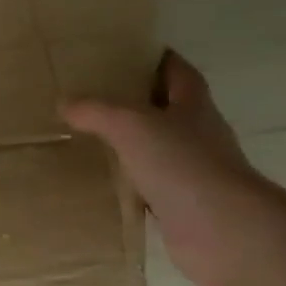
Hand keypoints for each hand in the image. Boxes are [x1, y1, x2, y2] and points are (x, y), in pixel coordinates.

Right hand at [63, 50, 273, 285]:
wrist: (220, 230)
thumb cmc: (183, 165)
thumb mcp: (132, 126)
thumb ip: (98, 111)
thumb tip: (64, 101)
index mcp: (194, 106)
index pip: (178, 72)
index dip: (156, 59)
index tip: (126, 54)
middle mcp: (198, 136)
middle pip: (169, 111)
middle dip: (139, 104)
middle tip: (97, 100)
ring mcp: (192, 174)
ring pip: (158, 152)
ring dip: (133, 148)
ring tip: (93, 142)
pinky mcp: (182, 208)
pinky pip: (151, 191)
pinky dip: (131, 188)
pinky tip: (104, 189)